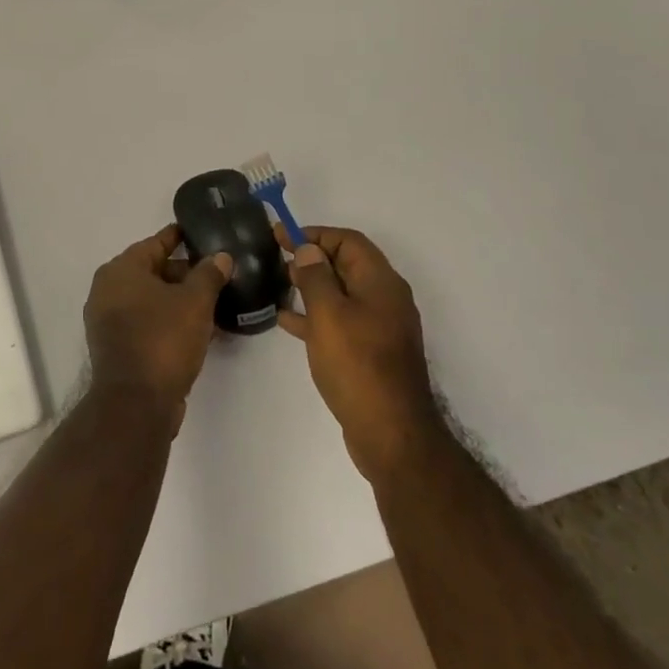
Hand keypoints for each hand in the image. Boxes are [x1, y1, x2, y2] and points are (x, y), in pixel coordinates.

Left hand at [84, 225, 231, 431]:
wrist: (136, 404)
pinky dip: (171, 321)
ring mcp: (109, 321)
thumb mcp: (195, 301)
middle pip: (153, 271)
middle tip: (218, 272)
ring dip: (181, 300)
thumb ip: (209, 274)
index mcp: (121, 270)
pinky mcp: (118, 347)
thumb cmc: (163, 339)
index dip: (180, 237)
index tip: (201, 233)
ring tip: (216, 301)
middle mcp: (108, 290)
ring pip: (152, 300)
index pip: (156, 243)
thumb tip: (221, 256)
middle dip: (186, 273)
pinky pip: (149, 323)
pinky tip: (201, 329)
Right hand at [276, 226, 441, 480]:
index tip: (281, 236)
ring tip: (278, 284)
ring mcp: (379, 327)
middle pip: (346, 265)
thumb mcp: (329, 315)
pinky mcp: (370, 353)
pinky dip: (316, 316)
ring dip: (311, 286)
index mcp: (380, 282)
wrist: (391, 434)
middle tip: (276, 258)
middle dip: (312, 258)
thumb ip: (316, 277)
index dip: (315, 234)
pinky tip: (287, 322)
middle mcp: (385, 299)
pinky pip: (340, 321)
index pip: (348, 241)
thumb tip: (309, 250)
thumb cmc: (358, 365)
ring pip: (341, 294)